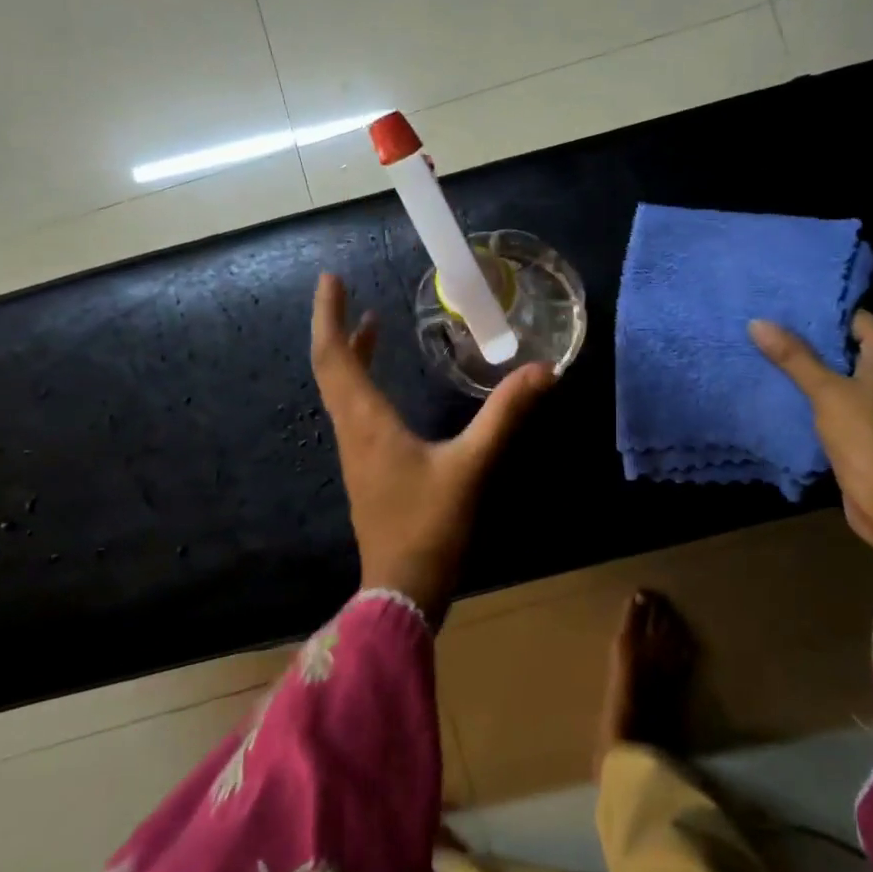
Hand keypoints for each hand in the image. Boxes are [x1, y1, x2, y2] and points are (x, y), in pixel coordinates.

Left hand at [311, 274, 552, 615]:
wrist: (402, 592)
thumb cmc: (430, 527)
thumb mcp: (472, 466)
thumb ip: (506, 416)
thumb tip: (543, 371)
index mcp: (367, 424)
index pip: (334, 359)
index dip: (328, 317)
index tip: (330, 279)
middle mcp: (353, 433)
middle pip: (332, 371)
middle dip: (337, 330)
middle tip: (350, 296)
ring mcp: (357, 455)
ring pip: (342, 393)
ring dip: (351, 357)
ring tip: (371, 327)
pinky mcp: (369, 472)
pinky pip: (356, 413)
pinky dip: (363, 383)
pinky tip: (388, 389)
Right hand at [749, 310, 872, 556]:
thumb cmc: (863, 434)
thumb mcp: (824, 390)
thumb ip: (793, 356)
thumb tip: (757, 322)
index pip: (853, 317)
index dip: (818, 313)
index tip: (780, 308)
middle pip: (846, 342)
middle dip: (808, 339)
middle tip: (768, 327)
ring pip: (841, 369)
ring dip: (810, 365)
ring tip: (769, 351)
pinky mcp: (871, 419)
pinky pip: (841, 392)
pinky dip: (817, 388)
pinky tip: (785, 384)